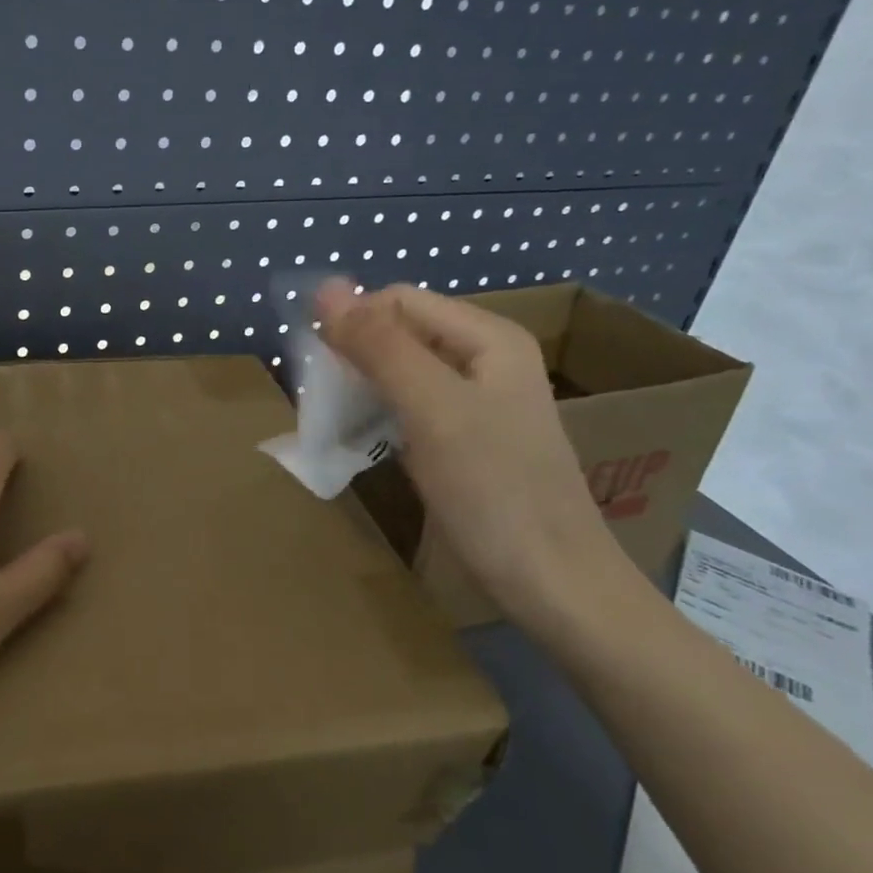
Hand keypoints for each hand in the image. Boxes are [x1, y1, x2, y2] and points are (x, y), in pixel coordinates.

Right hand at [316, 279, 621, 617]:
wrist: (554, 584)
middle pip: (400, 332)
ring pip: (402, 370)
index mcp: (488, 337)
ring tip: (337, 419)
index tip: (318, 370)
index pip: (397, 300)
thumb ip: (379, 345)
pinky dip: (381, 413)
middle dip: (355, 355)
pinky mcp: (470, 438)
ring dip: (362, 385)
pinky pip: (413, 405)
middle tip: (325, 400)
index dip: (352, 322)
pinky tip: (367, 439)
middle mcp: (486, 358)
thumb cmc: (493, 490)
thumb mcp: (431, 408)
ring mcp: (480, 401)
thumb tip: (324, 287)